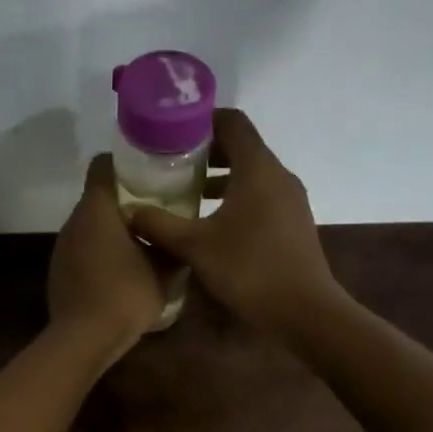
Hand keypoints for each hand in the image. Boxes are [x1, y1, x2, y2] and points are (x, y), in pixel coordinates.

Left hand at [48, 155, 169, 361]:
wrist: (84, 338)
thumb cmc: (126, 295)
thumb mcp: (164, 271)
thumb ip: (173, 247)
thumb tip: (182, 239)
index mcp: (97, 209)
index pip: (102, 166)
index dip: (124, 163)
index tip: (147, 171)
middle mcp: (74, 221)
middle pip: (97, 197)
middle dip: (124, 200)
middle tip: (154, 209)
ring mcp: (62, 247)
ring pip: (89, 226)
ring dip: (111, 230)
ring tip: (141, 242)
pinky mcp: (59, 271)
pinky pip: (82, 250)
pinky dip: (99, 253)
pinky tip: (120, 271)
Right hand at [127, 108, 338, 336]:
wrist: (303, 311)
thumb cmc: (248, 269)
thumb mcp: (194, 246)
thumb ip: (158, 225)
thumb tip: (129, 211)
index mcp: (257, 168)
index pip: (233, 122)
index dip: (202, 119)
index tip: (172, 131)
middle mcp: (278, 175)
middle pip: (241, 146)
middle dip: (205, 150)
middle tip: (171, 162)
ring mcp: (290, 200)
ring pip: (251, 173)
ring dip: (220, 176)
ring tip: (186, 192)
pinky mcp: (293, 222)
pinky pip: (261, 195)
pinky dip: (235, 196)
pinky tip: (211, 222)